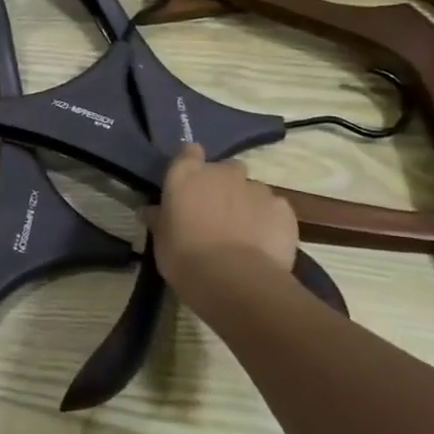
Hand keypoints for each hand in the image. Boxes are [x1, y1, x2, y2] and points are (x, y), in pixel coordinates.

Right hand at [152, 144, 298, 308]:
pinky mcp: (283, 209)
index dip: (191, 163)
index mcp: (187, 174)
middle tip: (216, 213)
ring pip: (252, 189)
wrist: (235, 281)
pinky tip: (264, 244)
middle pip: (225, 169)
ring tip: (243, 233)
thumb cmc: (186, 257)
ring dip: (247, 203)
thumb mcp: (161, 240)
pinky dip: (270, 221)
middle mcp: (222, 173)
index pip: (188, 151)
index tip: (190, 183)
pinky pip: (275, 209)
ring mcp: (256, 188)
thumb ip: (160, 219)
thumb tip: (150, 210)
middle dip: (223, 185)